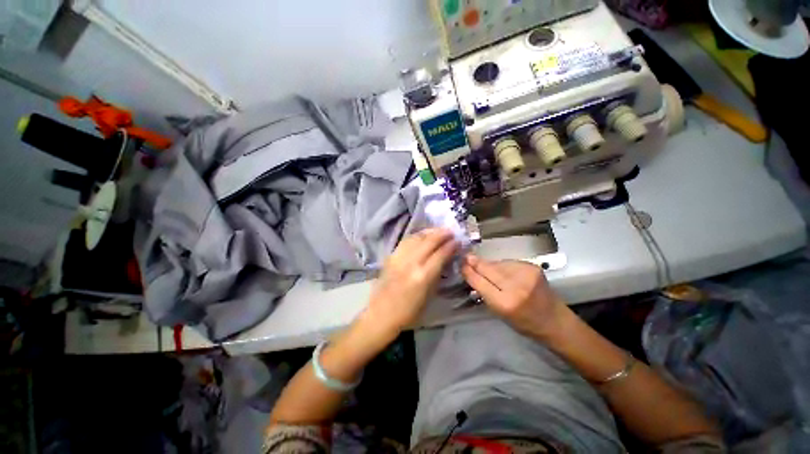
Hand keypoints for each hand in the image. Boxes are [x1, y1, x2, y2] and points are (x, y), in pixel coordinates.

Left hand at [360, 228, 458, 340]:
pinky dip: (416, 236)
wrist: (381, 314)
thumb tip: (446, 259)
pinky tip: (422, 235)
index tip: (458, 241)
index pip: (440, 254)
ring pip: (416, 238)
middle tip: (451, 231)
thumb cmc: (409, 312)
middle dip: (442, 234)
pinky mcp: (390, 257)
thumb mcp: (429, 296)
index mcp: (423, 276)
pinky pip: (405, 241)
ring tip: (438, 230)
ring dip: (429, 232)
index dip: (450, 246)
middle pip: (428, 242)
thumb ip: (437, 275)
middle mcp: (411, 263)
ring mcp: (399, 258)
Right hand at [461, 255, 569, 340]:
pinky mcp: (533, 266)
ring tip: (485, 267)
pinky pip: (508, 262)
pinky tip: (502, 270)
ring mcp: (526, 274)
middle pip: (488, 268)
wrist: (555, 320)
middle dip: (475, 262)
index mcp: (505, 303)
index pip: (480, 281)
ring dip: (489, 265)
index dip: (468, 271)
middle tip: (466, 257)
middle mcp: (516, 286)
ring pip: (497, 263)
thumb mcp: (499, 313)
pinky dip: (502, 265)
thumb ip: (484, 292)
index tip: (460, 263)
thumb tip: (471, 273)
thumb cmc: (524, 323)